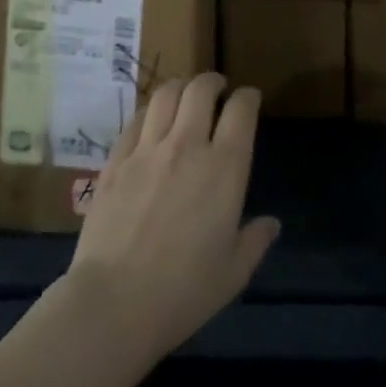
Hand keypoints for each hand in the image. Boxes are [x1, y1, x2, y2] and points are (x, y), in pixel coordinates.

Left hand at [59, 73, 279, 367]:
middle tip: (217, 90)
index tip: (250, 99)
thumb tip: (272, 223)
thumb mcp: (233, 274)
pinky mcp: (116, 160)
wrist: (113, 304)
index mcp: (225, 168)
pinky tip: (152, 122)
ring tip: (184, 97)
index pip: (241, 110)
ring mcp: (148, 149)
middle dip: (213, 82)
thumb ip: (255, 241)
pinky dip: (150, 111)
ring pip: (167, 94)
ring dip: (181, 88)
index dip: (248, 97)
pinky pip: (137, 119)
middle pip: (201, 89)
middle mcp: (188, 145)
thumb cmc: (182, 292)